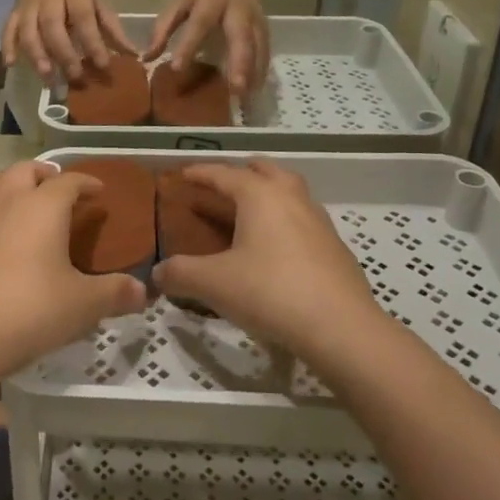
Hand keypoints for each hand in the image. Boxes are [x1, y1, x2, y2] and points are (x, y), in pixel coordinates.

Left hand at [0, 161, 145, 377]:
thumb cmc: (33, 311)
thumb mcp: (84, 306)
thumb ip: (116, 294)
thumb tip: (144, 293)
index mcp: (45, 208)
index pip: (69, 182)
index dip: (86, 182)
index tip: (97, 191)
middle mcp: (7, 201)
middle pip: (24, 170)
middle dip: (42, 173)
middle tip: (54, 186)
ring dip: (5, 182)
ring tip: (15, 195)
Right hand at [5, 0, 136, 83]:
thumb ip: (110, 25)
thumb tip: (131, 53)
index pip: (83, 18)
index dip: (92, 42)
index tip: (102, 64)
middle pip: (54, 27)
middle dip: (64, 54)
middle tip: (76, 77)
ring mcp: (28, 5)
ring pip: (29, 31)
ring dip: (37, 55)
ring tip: (48, 78)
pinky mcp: (15, 11)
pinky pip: (8, 27)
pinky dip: (7, 45)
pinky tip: (10, 64)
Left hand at [145, 0, 269, 93]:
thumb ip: (164, 28)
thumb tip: (146, 58)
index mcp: (212, 0)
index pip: (199, 24)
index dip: (189, 45)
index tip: (177, 68)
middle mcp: (237, 11)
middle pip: (241, 37)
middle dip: (240, 63)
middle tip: (235, 88)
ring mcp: (255, 20)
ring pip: (258, 47)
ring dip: (253, 73)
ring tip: (245, 98)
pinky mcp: (265, 30)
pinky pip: (265, 52)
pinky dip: (261, 72)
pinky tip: (255, 91)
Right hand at [151, 160, 383, 358]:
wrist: (341, 329)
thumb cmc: (270, 292)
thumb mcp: (213, 284)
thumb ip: (180, 273)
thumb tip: (157, 273)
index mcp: (260, 195)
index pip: (224, 174)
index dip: (200, 173)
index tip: (182, 174)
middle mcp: (291, 198)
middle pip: (266, 170)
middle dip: (243, 172)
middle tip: (222, 185)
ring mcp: (319, 222)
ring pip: (291, 193)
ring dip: (269, 194)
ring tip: (249, 214)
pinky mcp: (335, 249)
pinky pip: (304, 221)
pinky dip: (285, 223)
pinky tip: (276, 250)